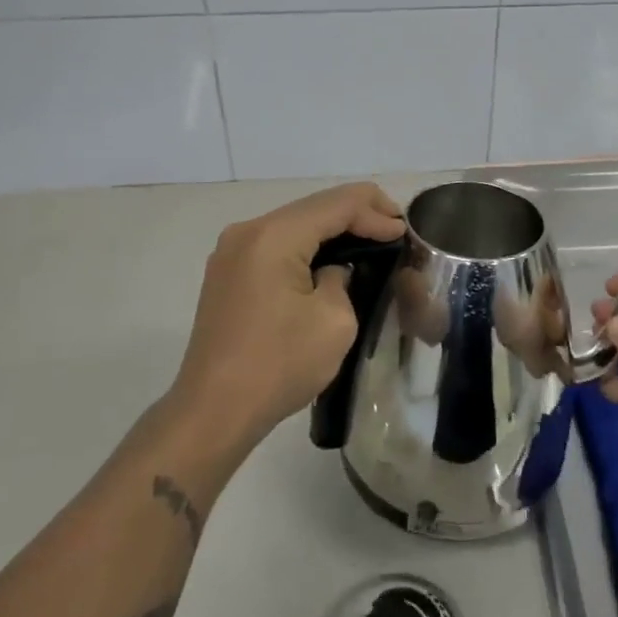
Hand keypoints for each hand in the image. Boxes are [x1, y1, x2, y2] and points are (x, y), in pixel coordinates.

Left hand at [171, 182, 404, 455]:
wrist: (212, 411)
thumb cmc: (278, 365)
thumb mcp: (334, 321)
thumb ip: (343, 278)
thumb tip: (334, 270)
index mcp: (274, 235)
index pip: (336, 204)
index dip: (376, 212)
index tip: (405, 232)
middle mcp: (248, 231)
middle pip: (313, 207)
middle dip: (357, 213)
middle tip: (394, 228)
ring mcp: (232, 251)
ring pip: (295, 223)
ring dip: (332, 229)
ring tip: (371, 238)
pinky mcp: (227, 273)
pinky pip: (277, 244)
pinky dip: (308, 245)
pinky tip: (331, 259)